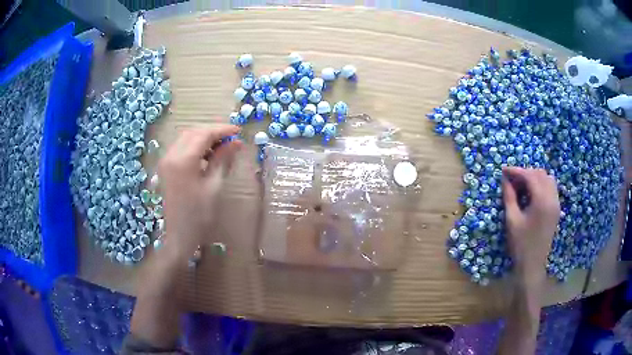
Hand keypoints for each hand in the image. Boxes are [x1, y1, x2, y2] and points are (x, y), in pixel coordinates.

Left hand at [158, 125, 242, 261]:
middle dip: (212, 131)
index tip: (239, 131)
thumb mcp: (214, 186)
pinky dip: (194, 146)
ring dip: (203, 137)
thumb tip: (235, 142)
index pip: (204, 134)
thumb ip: (222, 159)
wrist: (179, 235)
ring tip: (221, 147)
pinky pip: (180, 147)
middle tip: (231, 139)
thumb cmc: (199, 214)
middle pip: (193, 132)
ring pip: (186, 138)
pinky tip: (206, 155)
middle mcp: (171, 155)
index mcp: (183, 160)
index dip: (222, 130)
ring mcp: (165, 160)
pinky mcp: (165, 167)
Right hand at [502, 167, 559, 286]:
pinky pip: (551, 189)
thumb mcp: (512, 220)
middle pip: (540, 174)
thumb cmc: (521, 244)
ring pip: (548, 179)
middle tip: (512, 180)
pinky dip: (541, 185)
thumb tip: (505, 179)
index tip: (504, 170)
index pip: (530, 176)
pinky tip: (532, 194)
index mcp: (542, 201)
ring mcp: (556, 204)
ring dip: (535, 178)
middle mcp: (552, 198)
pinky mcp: (556, 210)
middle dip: (525, 173)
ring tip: (522, 186)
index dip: (516, 171)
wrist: (532, 266)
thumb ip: (509, 197)